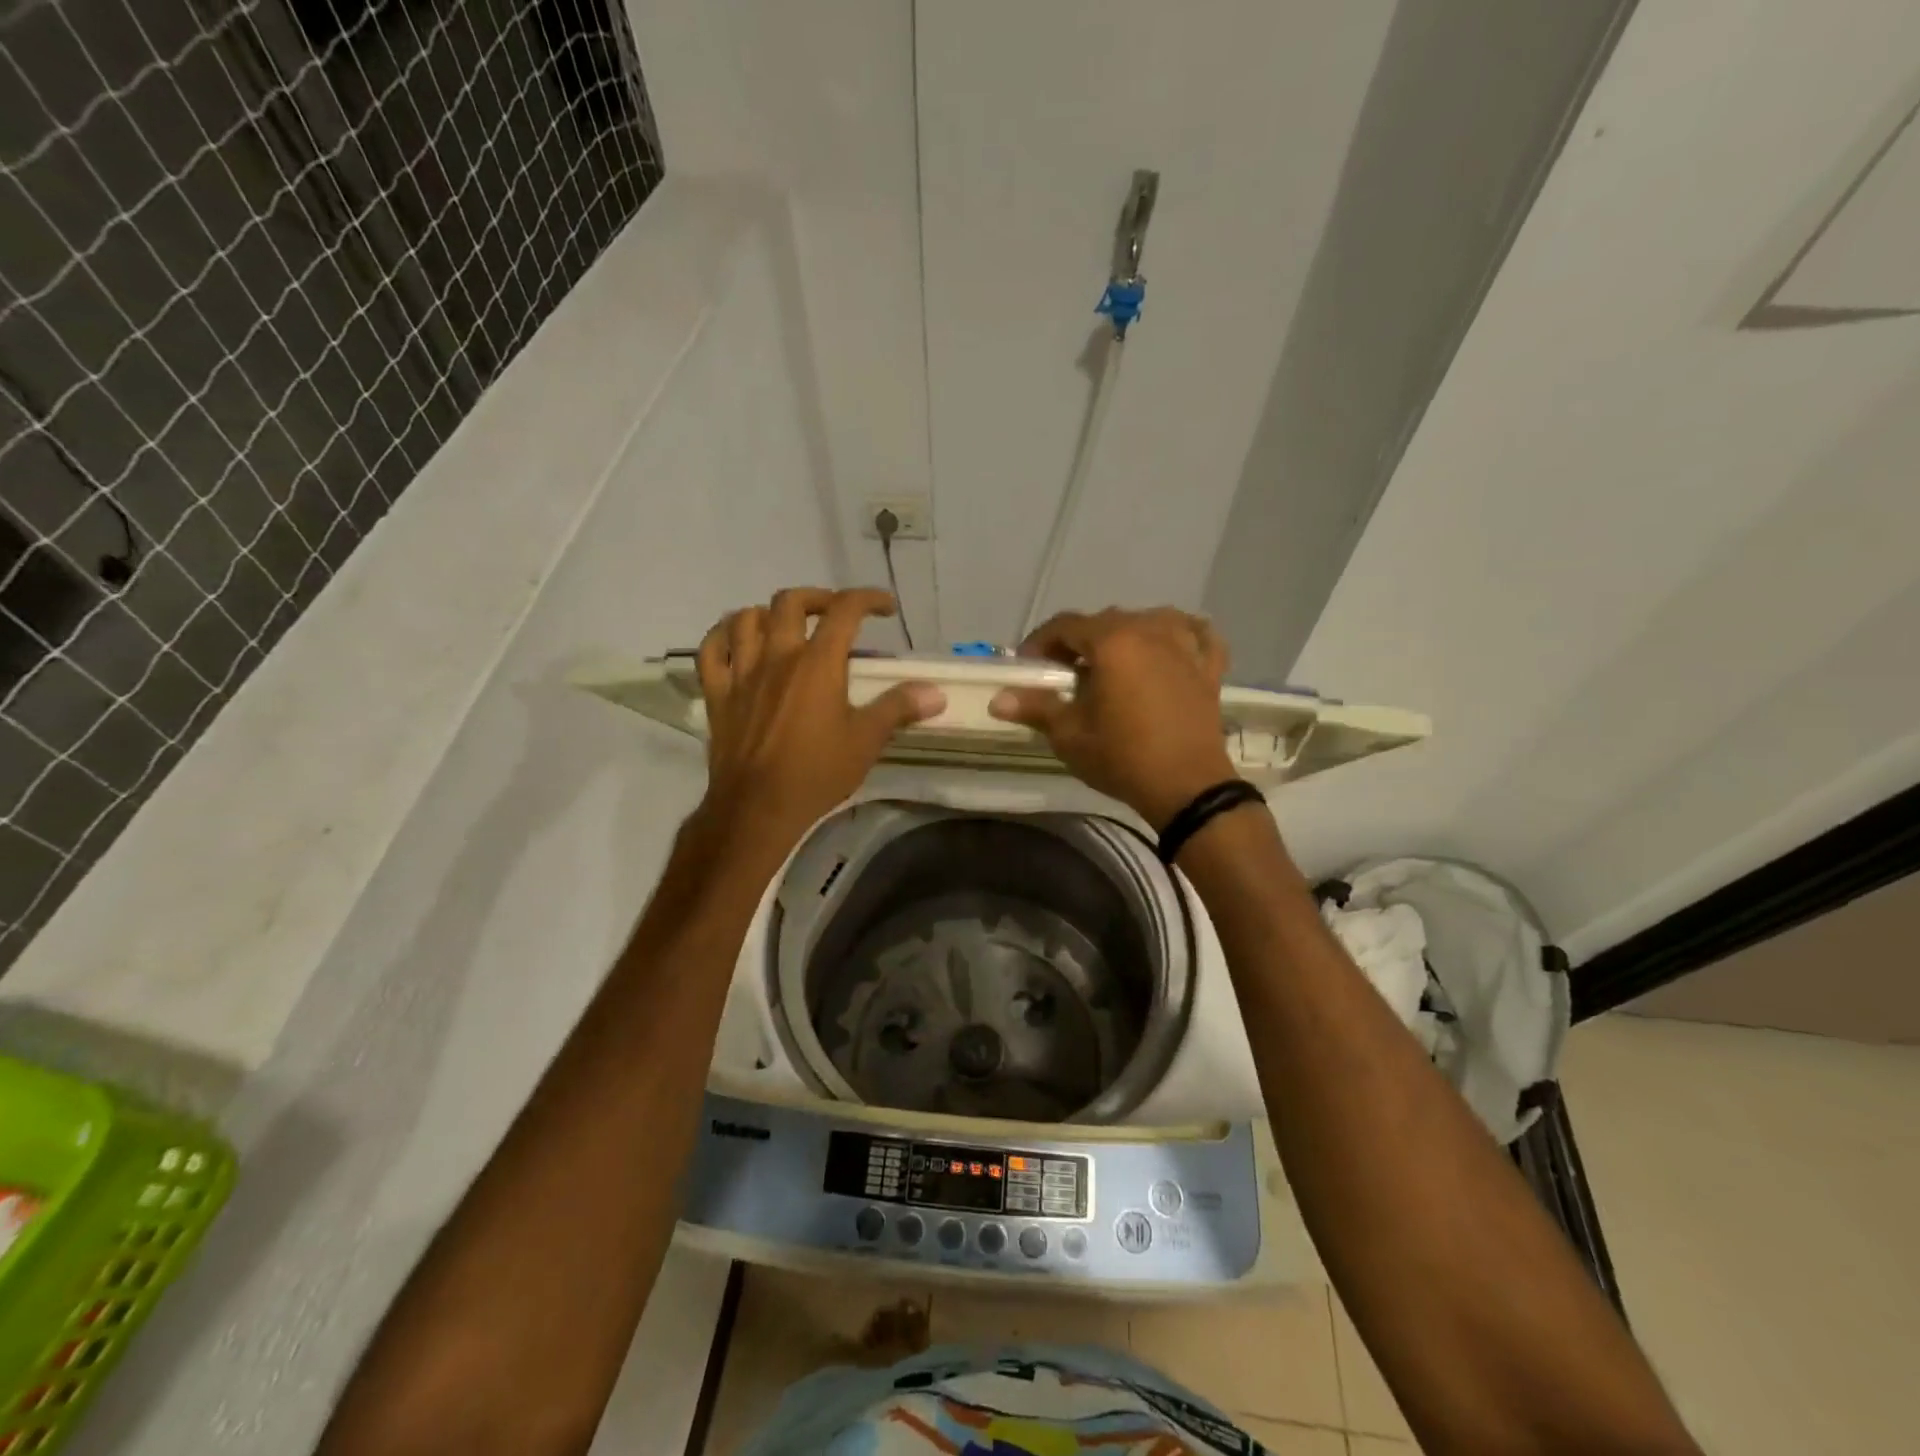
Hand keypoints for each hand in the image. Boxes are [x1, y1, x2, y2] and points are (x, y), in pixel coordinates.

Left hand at [692, 588, 944, 848]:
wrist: (757, 808)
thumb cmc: (816, 773)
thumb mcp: (866, 741)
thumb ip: (899, 708)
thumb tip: (935, 692)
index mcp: (817, 663)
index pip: (845, 610)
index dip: (868, 599)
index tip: (885, 608)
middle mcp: (778, 656)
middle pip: (791, 601)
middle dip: (818, 598)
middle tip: (834, 614)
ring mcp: (742, 672)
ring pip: (746, 618)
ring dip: (769, 612)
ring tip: (786, 625)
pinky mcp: (718, 693)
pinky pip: (712, 650)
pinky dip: (723, 635)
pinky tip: (736, 640)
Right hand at [988, 607, 1236, 829]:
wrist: (1187, 787)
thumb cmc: (1122, 757)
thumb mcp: (1070, 735)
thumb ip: (1035, 707)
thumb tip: (997, 699)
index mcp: (1113, 641)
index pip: (1066, 625)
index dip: (1040, 642)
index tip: (1028, 666)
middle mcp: (1150, 630)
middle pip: (1105, 620)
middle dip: (1078, 642)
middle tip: (1064, 674)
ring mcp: (1185, 644)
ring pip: (1148, 620)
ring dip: (1125, 634)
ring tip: (1112, 664)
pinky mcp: (1208, 666)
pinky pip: (1195, 634)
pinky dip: (1179, 635)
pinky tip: (1169, 647)